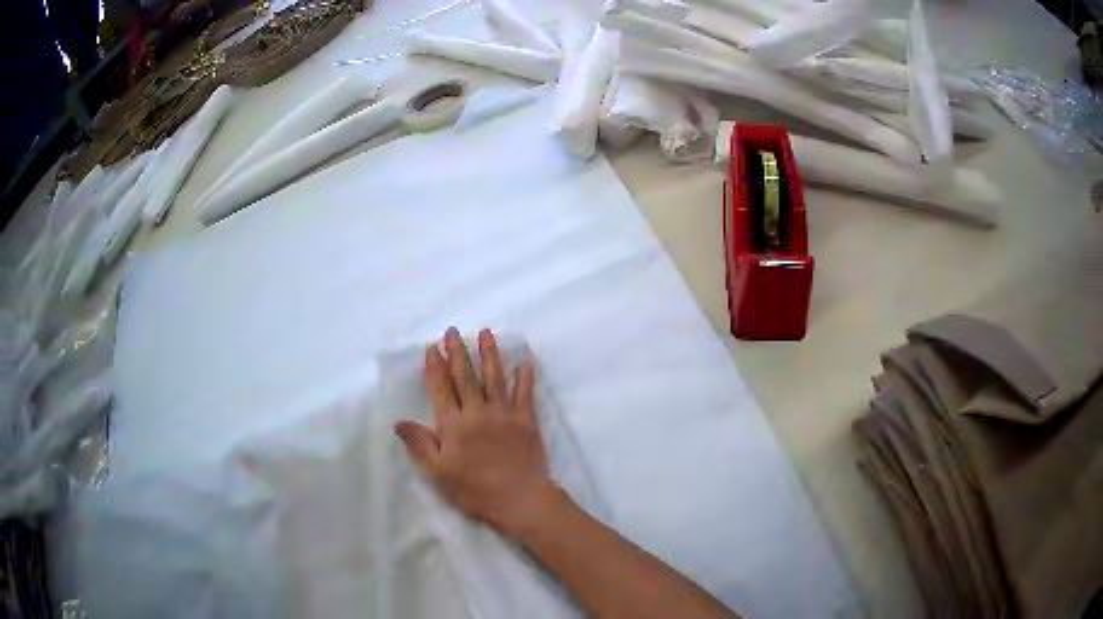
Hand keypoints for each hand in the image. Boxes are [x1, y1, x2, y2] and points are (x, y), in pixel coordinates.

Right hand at [395, 328, 553, 537]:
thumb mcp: (438, 473)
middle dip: (458, 352)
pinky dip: (525, 376)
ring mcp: (504, 415)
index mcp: (454, 425)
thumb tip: (399, 422)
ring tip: (486, 333)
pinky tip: (525, 360)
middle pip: (466, 377)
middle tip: (453, 331)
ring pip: (495, 378)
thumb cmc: (474, 490)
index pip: (441, 389)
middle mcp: (478, 413)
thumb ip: (420, 445)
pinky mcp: (527, 421)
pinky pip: (525, 393)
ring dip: (489, 354)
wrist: (519, 499)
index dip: (435, 367)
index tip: (432, 347)